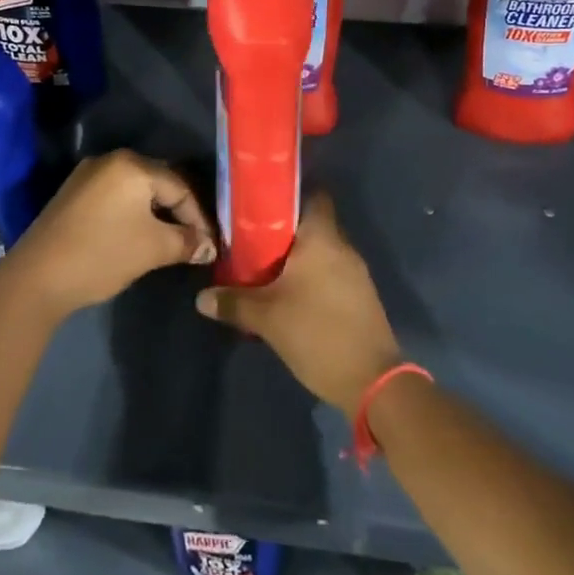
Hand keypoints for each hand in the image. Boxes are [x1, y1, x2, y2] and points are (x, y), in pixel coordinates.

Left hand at [4, 150, 215, 316]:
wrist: (36, 278)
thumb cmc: (102, 255)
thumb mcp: (153, 249)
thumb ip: (187, 242)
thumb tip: (209, 246)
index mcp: (133, 165)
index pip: (180, 187)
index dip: (199, 218)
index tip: (210, 245)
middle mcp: (110, 160)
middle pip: (158, 183)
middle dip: (179, 212)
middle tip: (194, 241)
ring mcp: (87, 175)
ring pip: (136, 190)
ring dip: (155, 213)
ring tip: (169, 240)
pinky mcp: (72, 194)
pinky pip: (115, 196)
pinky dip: (132, 213)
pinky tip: (136, 235)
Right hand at [196, 195, 401, 413]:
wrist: (372, 381)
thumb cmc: (317, 333)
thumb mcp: (267, 319)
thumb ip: (233, 303)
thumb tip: (201, 297)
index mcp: (322, 237)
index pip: (313, 194)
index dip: (288, 193)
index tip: (261, 202)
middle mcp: (342, 246)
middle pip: (313, 223)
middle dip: (284, 230)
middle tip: (252, 238)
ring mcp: (356, 272)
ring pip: (321, 250)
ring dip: (298, 256)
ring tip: (266, 267)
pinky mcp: (360, 295)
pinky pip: (331, 272)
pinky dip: (312, 276)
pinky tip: (290, 294)